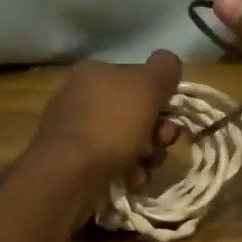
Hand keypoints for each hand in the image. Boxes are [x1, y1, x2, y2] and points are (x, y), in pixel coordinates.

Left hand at [24, 52, 182, 223]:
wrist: (70, 174)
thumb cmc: (111, 123)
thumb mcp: (147, 85)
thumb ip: (164, 68)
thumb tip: (169, 62)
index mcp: (95, 73)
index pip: (139, 79)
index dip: (161, 98)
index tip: (171, 116)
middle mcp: (83, 98)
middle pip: (137, 113)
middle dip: (157, 132)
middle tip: (162, 143)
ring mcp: (78, 132)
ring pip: (129, 141)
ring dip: (147, 155)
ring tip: (145, 167)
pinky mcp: (76, 163)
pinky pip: (114, 163)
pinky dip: (128, 171)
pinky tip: (131, 179)